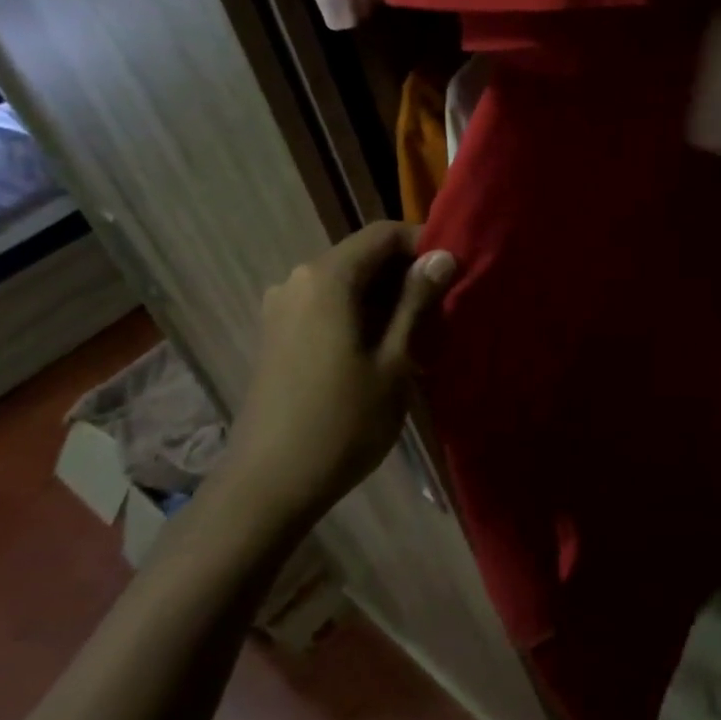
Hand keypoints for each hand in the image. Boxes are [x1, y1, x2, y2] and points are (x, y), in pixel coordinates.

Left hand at [223, 222, 454, 529]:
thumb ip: (416, 302)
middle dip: (405, 273)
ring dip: (385, 296)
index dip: (423, 244)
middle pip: (363, 255)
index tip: (453, 274)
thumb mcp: (394, 361)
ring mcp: (282, 307)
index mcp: (326, 278)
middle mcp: (298, 280)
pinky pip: (327, 304)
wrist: (267, 486)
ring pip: (346, 282)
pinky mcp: (277, 333)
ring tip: (418, 332)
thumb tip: (443, 256)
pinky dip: (359, 313)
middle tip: (442, 307)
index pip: (383, 233)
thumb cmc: (342, 422)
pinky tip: (381, 348)